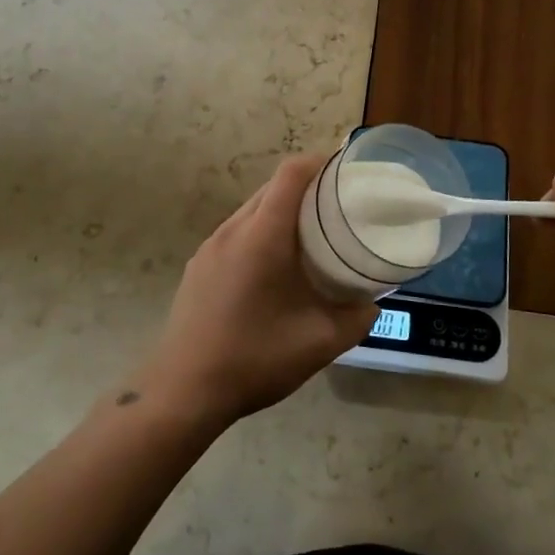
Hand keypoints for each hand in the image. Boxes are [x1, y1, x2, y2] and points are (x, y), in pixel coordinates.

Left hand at [139, 155, 377, 426]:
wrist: (183, 391)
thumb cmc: (254, 358)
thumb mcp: (319, 342)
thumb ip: (355, 318)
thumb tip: (372, 302)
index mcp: (262, 235)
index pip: (290, 174)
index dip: (319, 162)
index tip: (345, 170)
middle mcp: (233, 230)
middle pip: (271, 188)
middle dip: (305, 187)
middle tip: (338, 206)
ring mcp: (210, 247)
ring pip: (252, 210)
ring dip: (281, 211)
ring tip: (310, 235)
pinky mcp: (198, 266)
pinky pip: (236, 232)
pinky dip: (260, 231)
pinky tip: (273, 267)